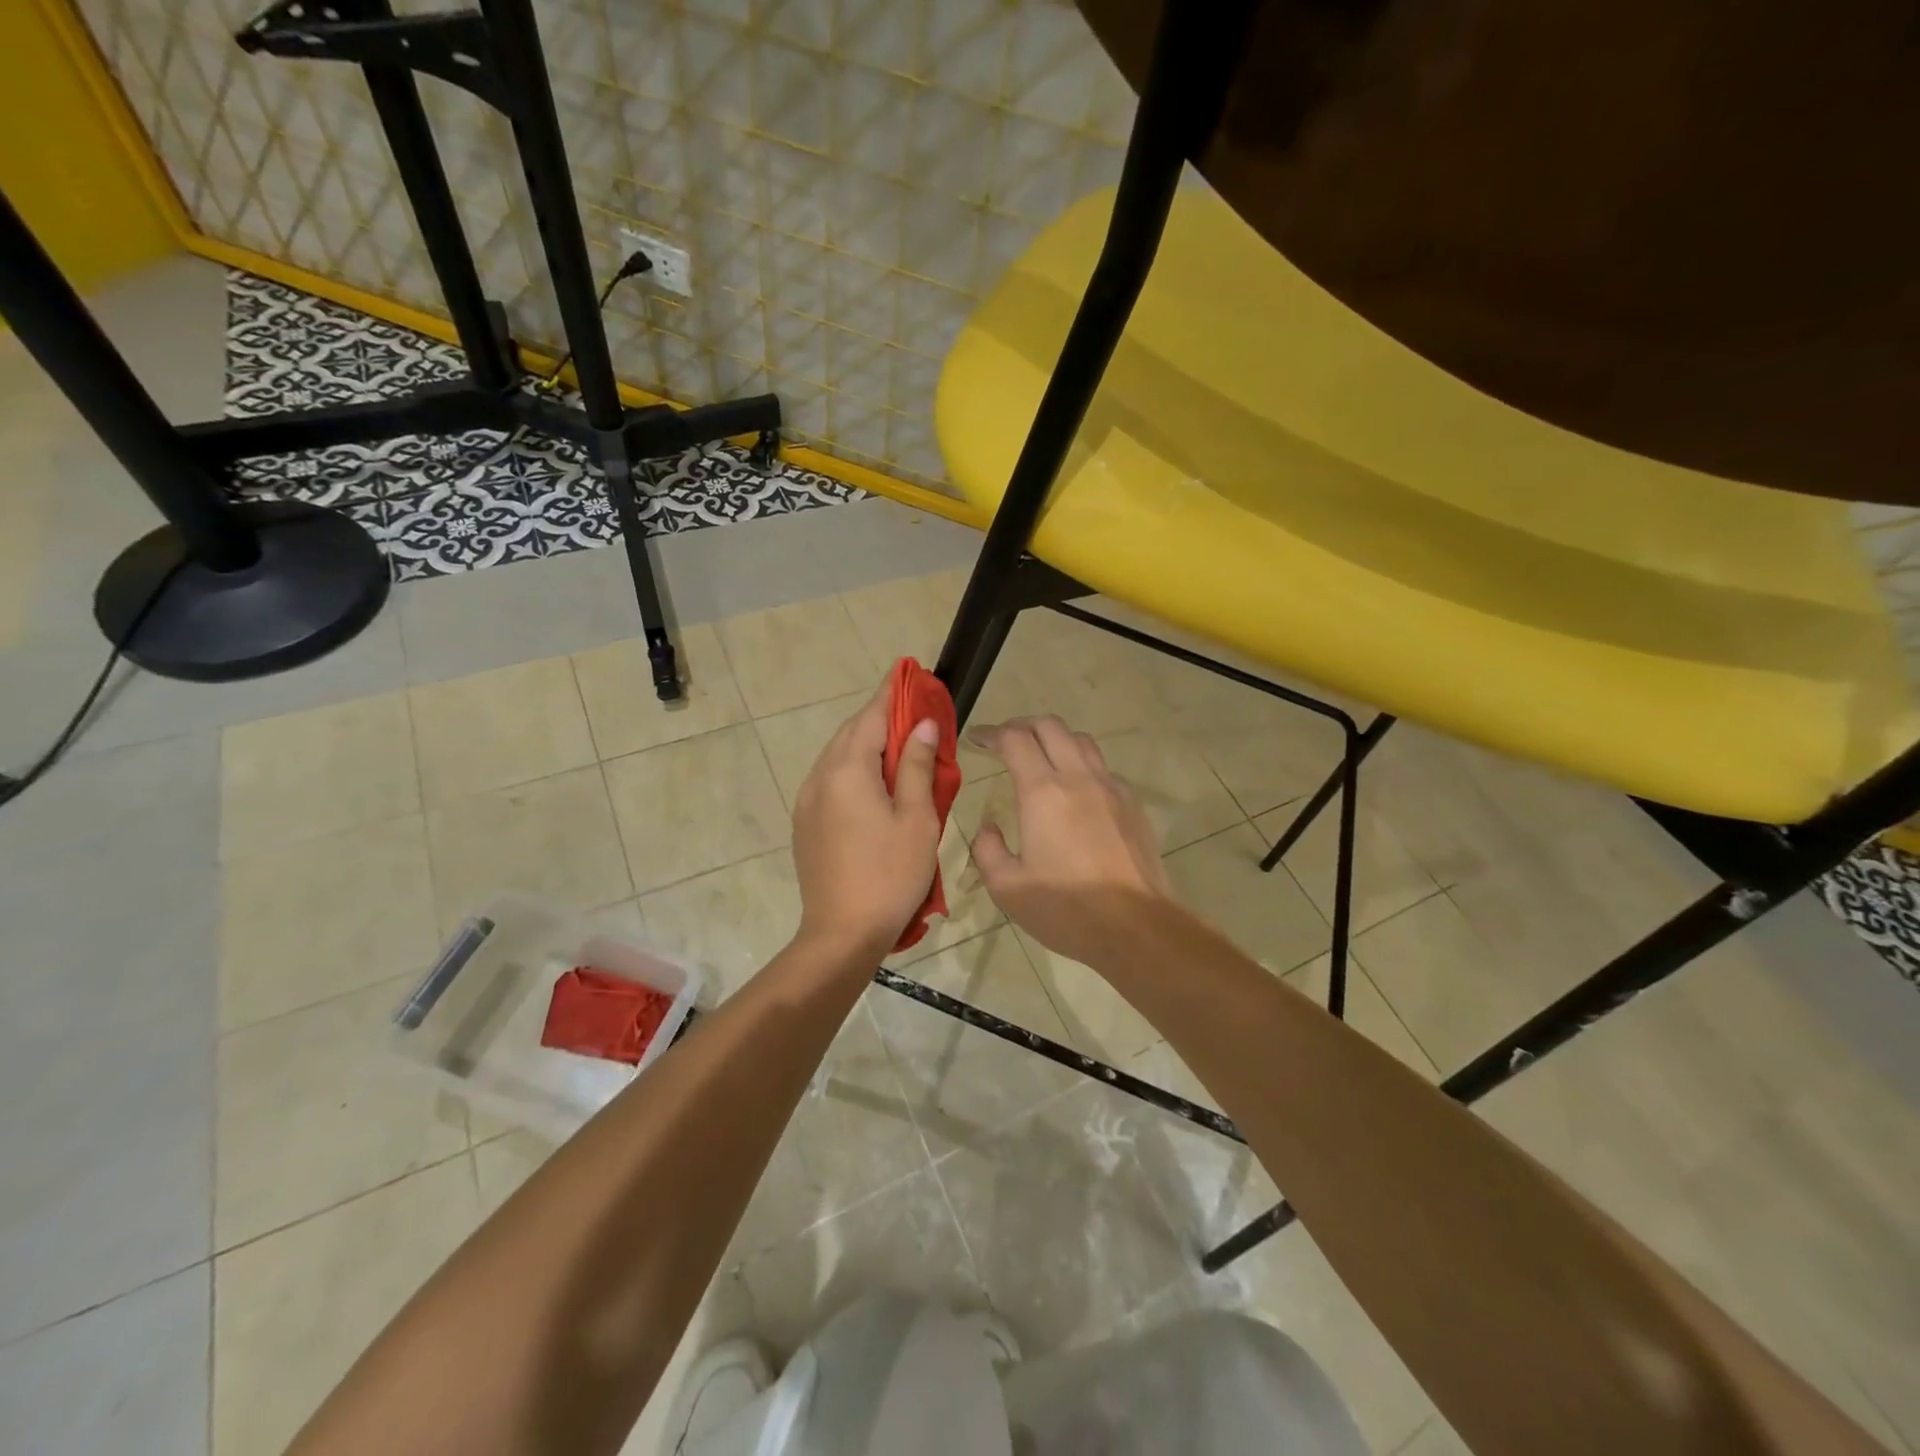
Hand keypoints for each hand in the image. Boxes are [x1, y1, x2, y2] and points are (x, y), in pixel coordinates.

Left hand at [791, 685, 942, 961]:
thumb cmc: (890, 874)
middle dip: (880, 716)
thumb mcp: (916, 817)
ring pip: (838, 756)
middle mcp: (820, 777)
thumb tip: (921, 724)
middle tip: (912, 710)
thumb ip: (916, 765)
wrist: (841, 934)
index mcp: (847, 770)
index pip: (871, 715)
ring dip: (866, 742)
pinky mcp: (805, 822)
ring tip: (899, 743)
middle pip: (850, 732)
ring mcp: (807, 800)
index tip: (908, 671)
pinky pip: (831, 779)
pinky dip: (854, 767)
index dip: (892, 692)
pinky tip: (874, 781)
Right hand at [968, 716, 1176, 966]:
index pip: (1014, 740)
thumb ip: (988, 849)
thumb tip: (990, 827)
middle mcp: (1078, 778)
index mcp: (1043, 792)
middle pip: (1050, 726)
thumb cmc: (1066, 909)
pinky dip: (1082, 765)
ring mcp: (1111, 788)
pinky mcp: (1132, 804)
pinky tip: (1075, 791)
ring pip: (1081, 740)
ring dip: (1055, 739)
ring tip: (1040, 757)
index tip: (975, 738)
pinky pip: (1103, 768)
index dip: (991, 732)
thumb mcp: (1007, 888)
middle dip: (1022, 725)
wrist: (1136, 927)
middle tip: (1005, 741)